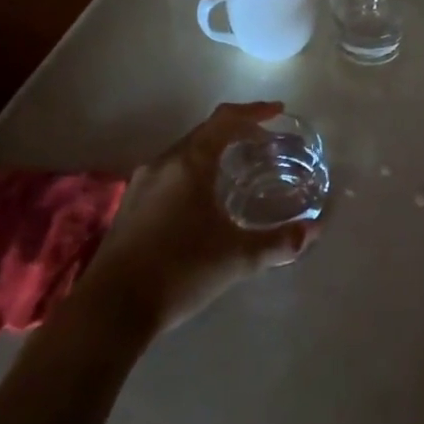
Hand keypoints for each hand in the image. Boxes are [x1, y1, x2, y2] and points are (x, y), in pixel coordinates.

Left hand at [81, 102, 321, 336]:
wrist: (109, 312)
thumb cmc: (178, 271)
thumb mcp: (236, 258)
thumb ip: (278, 243)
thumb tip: (314, 231)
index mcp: (189, 163)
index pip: (225, 119)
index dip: (254, 111)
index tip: (278, 111)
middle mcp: (163, 163)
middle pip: (204, 133)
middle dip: (236, 132)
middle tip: (264, 142)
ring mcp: (141, 185)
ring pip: (185, 153)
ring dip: (213, 152)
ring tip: (237, 168)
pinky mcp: (130, 207)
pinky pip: (170, 173)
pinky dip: (194, 172)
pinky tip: (203, 200)